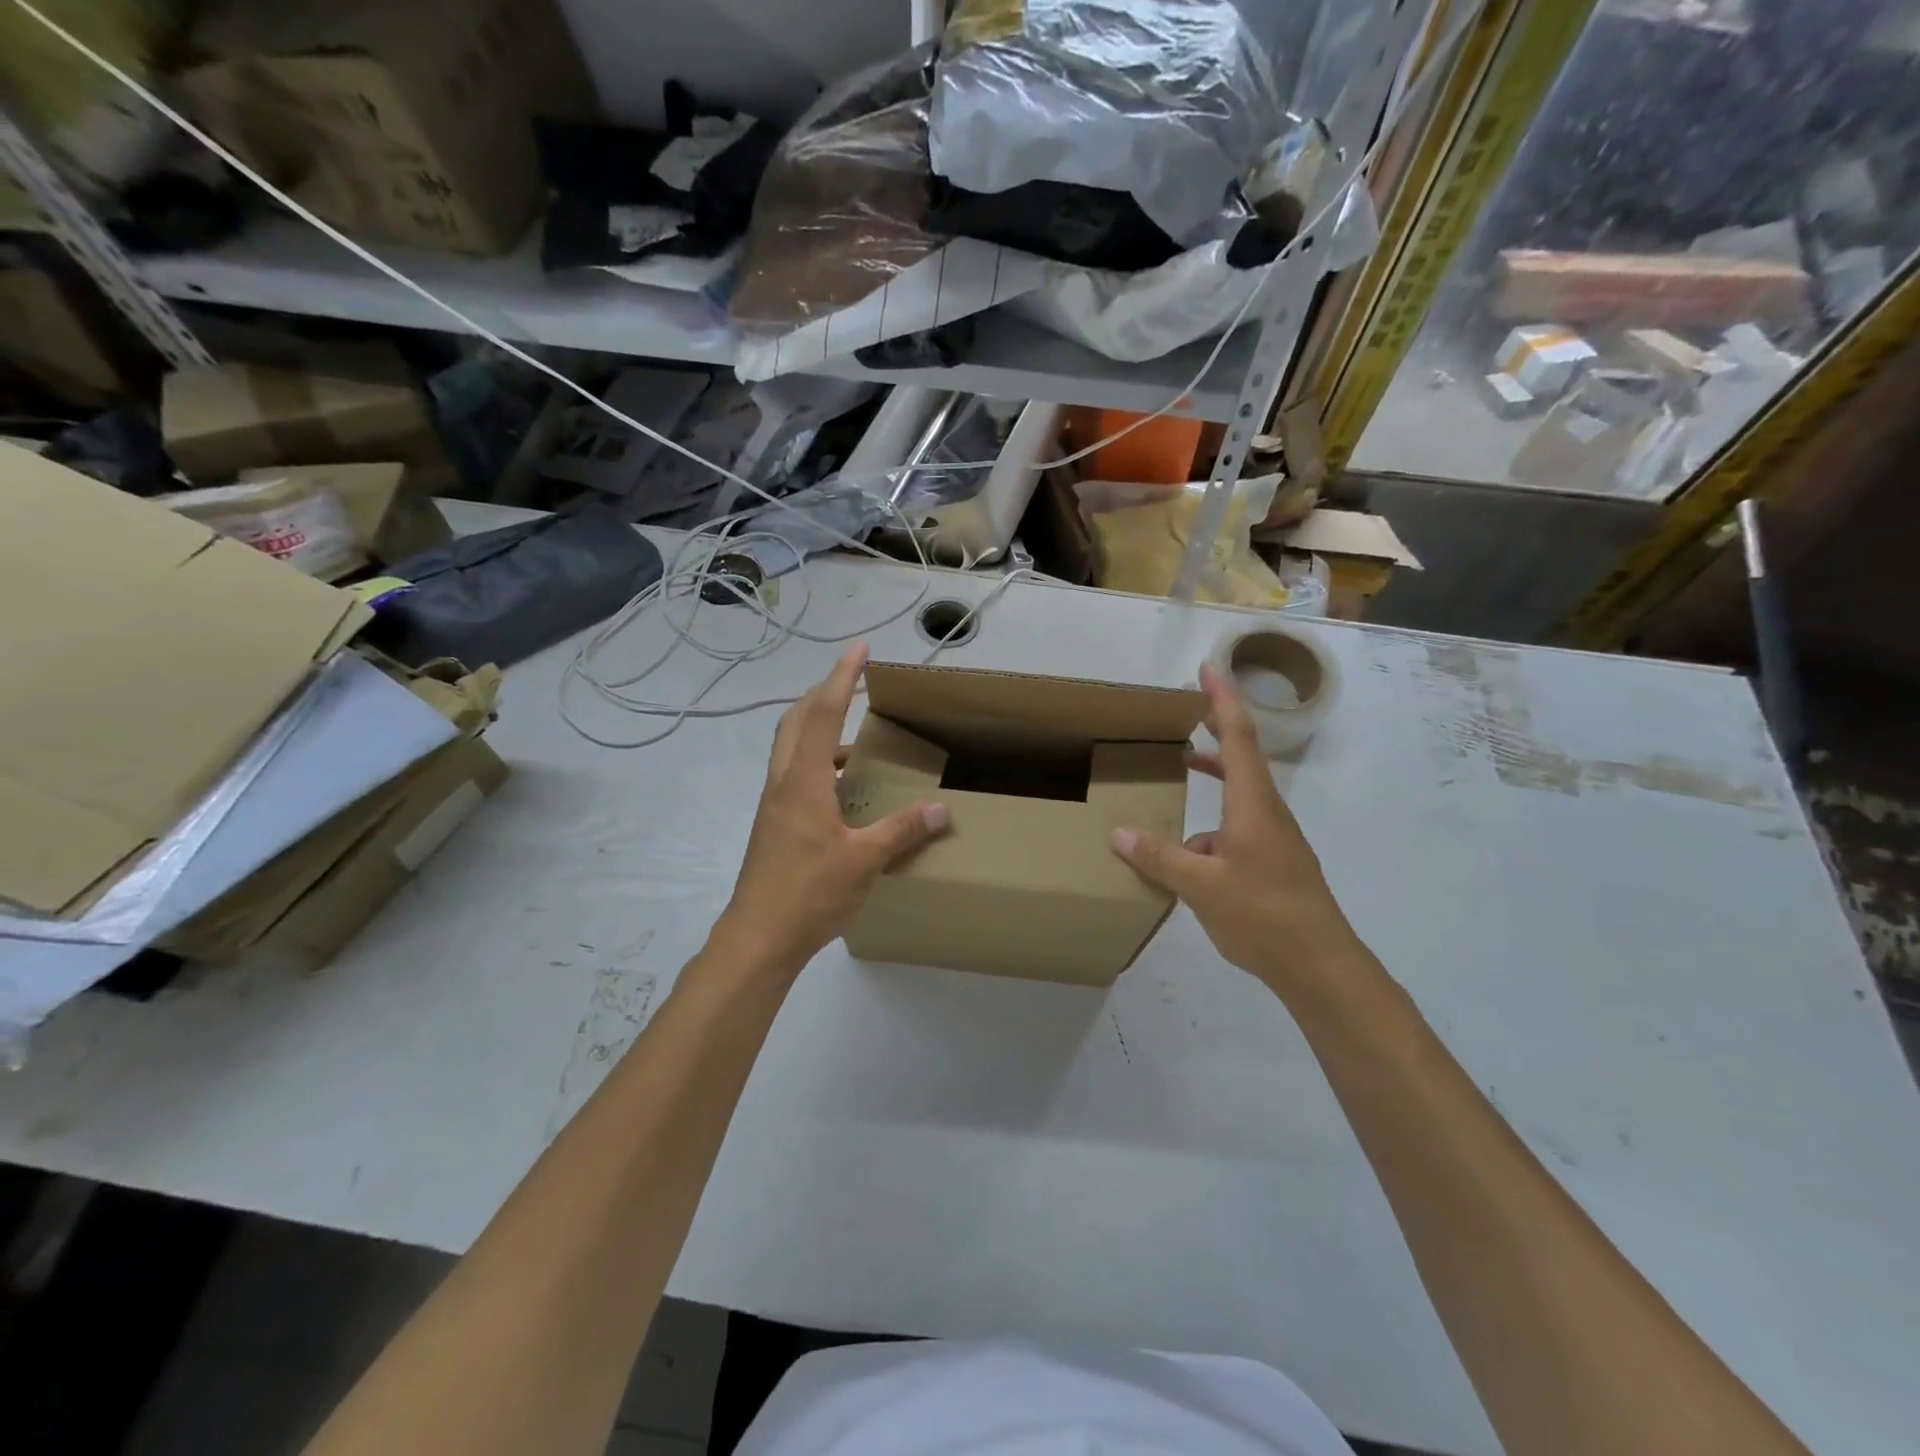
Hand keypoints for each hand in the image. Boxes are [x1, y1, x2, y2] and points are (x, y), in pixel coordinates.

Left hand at [713, 645, 949, 977]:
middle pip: (797, 721)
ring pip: (791, 748)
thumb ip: (902, 831)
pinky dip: (817, 763)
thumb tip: (941, 809)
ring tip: (856, 739)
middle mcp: (783, 783)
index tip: (860, 649)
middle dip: (824, 694)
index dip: (843, 678)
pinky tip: (842, 789)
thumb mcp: (864, 861)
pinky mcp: (773, 826)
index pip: (824, 714)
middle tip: (853, 684)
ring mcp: (773, 805)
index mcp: (803, 781)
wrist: (757, 939)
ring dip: (818, 729)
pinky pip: (794, 775)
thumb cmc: (809, 894)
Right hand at [1109, 663, 1361, 1000]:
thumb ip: (1159, 858)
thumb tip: (1119, 833)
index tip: (1206, 669)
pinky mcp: (1272, 863)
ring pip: (1237, 795)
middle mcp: (1266, 813)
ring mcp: (1273, 839)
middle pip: (1241, 757)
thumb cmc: (1263, 915)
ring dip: (1213, 775)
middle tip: (1188, 708)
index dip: (1221, 699)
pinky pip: (1236, 828)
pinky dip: (1210, 823)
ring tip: (1181, 769)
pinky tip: (1186, 855)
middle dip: (1217, 727)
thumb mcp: (1201, 885)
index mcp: (1253, 805)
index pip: (1238, 737)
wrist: (1320, 965)